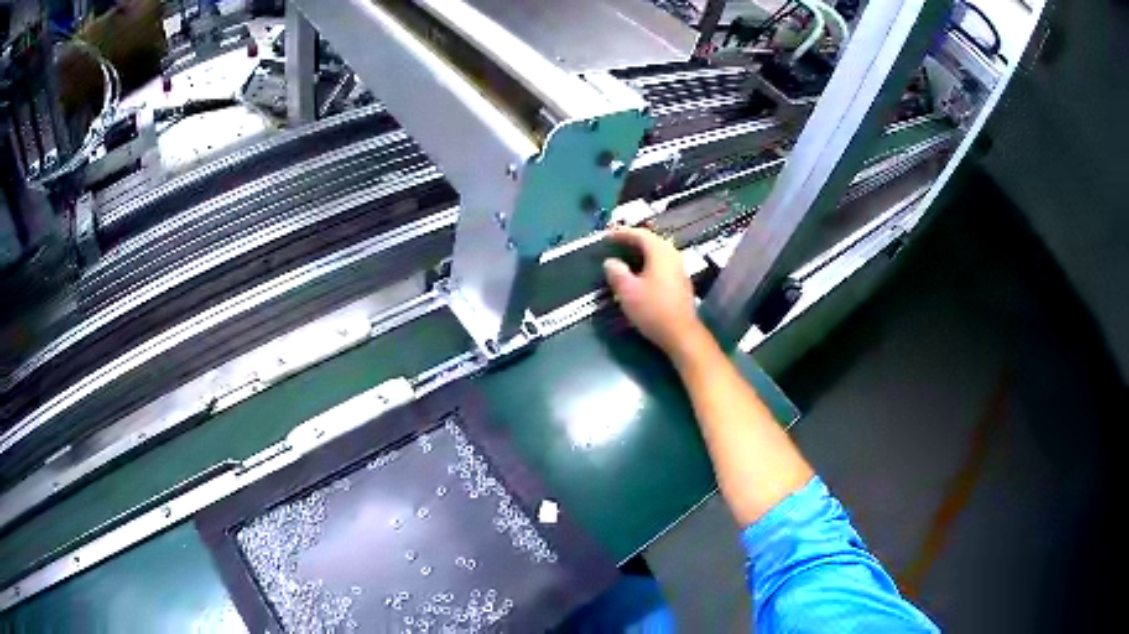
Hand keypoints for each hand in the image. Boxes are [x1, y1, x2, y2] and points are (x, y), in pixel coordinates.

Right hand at [603, 227, 704, 355]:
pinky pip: (663, 264)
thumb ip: (616, 272)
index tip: (607, 236)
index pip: (640, 234)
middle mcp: (673, 255)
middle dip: (633, 241)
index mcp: (660, 252)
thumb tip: (611, 262)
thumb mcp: (627, 291)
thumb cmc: (652, 309)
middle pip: (651, 241)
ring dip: (641, 253)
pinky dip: (649, 263)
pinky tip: (640, 273)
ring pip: (658, 253)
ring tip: (625, 257)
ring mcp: (680, 269)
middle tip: (616, 244)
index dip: (622, 233)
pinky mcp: (681, 282)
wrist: (680, 333)